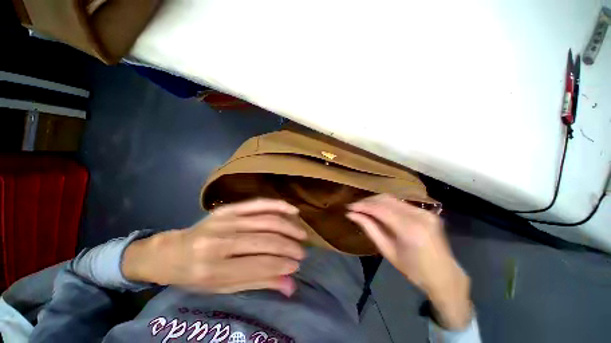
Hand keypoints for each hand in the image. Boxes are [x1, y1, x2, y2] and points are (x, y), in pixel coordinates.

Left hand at [122, 199, 306, 295]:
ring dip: (288, 228)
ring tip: (301, 235)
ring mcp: (225, 220)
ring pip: (266, 221)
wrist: (170, 252)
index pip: (260, 264)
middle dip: (289, 247)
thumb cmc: (195, 276)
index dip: (282, 265)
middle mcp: (220, 241)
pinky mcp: (228, 208)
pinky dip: (278, 206)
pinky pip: (259, 204)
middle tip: (301, 253)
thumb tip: (290, 286)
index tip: (296, 266)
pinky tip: (292, 211)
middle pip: (265, 241)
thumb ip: (259, 282)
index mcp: (214, 269)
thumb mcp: (223, 288)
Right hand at [346, 194, 471, 329]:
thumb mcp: (387, 250)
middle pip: (385, 199)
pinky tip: (378, 210)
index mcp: (409, 229)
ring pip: (392, 198)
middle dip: (367, 201)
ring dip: (375, 201)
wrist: (444, 275)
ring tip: (363, 208)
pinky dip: (386, 204)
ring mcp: (424, 211)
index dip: (362, 205)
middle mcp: (418, 215)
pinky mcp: (426, 211)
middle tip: (355, 207)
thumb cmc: (413, 269)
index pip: (379, 209)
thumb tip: (351, 215)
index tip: (349, 207)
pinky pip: (400, 203)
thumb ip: (369, 228)